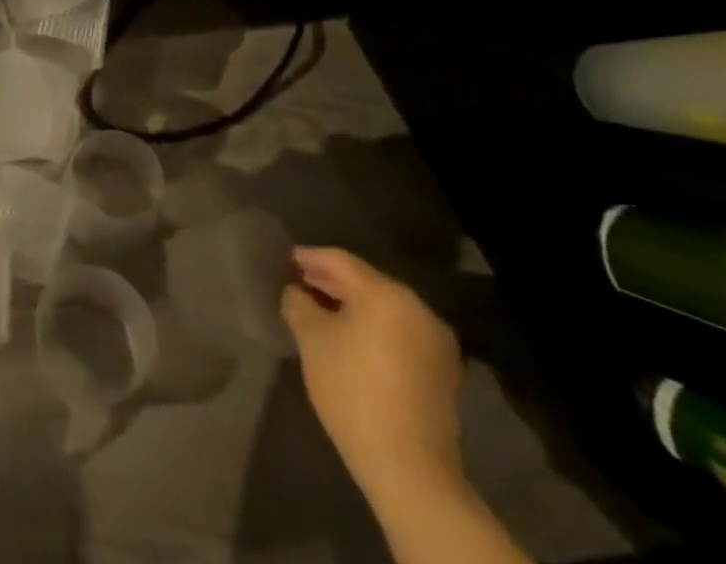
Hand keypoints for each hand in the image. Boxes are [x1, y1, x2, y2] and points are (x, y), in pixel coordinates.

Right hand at [281, 247, 464, 506]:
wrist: (409, 469)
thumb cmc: (352, 391)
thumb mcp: (310, 339)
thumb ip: (297, 302)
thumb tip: (295, 289)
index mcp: (386, 294)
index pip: (339, 261)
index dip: (308, 257)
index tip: (283, 260)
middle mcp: (417, 308)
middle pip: (365, 282)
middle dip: (330, 281)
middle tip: (298, 282)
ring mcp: (435, 340)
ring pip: (384, 307)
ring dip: (352, 304)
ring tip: (320, 309)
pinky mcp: (442, 369)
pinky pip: (399, 330)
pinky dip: (373, 326)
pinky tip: (350, 337)